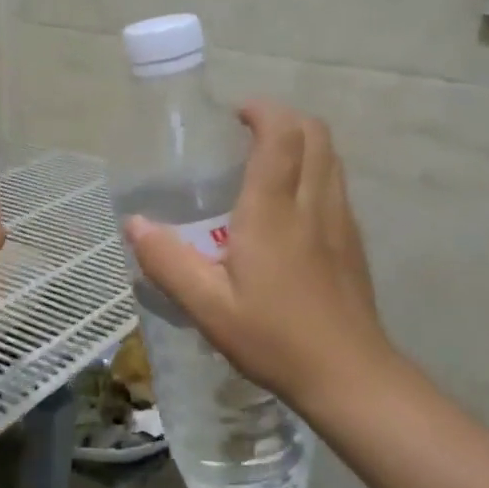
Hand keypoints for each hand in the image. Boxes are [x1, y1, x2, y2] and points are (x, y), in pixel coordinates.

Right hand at [123, 99, 396, 413]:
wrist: (348, 376)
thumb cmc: (274, 338)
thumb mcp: (207, 307)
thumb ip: (167, 262)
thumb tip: (135, 224)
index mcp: (274, 211)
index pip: (281, 134)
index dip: (261, 111)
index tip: (234, 114)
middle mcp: (314, 203)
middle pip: (315, 133)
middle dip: (283, 118)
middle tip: (247, 133)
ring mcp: (341, 221)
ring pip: (331, 156)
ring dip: (302, 143)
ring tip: (266, 164)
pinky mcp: (354, 242)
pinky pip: (336, 184)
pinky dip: (315, 171)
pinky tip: (290, 208)